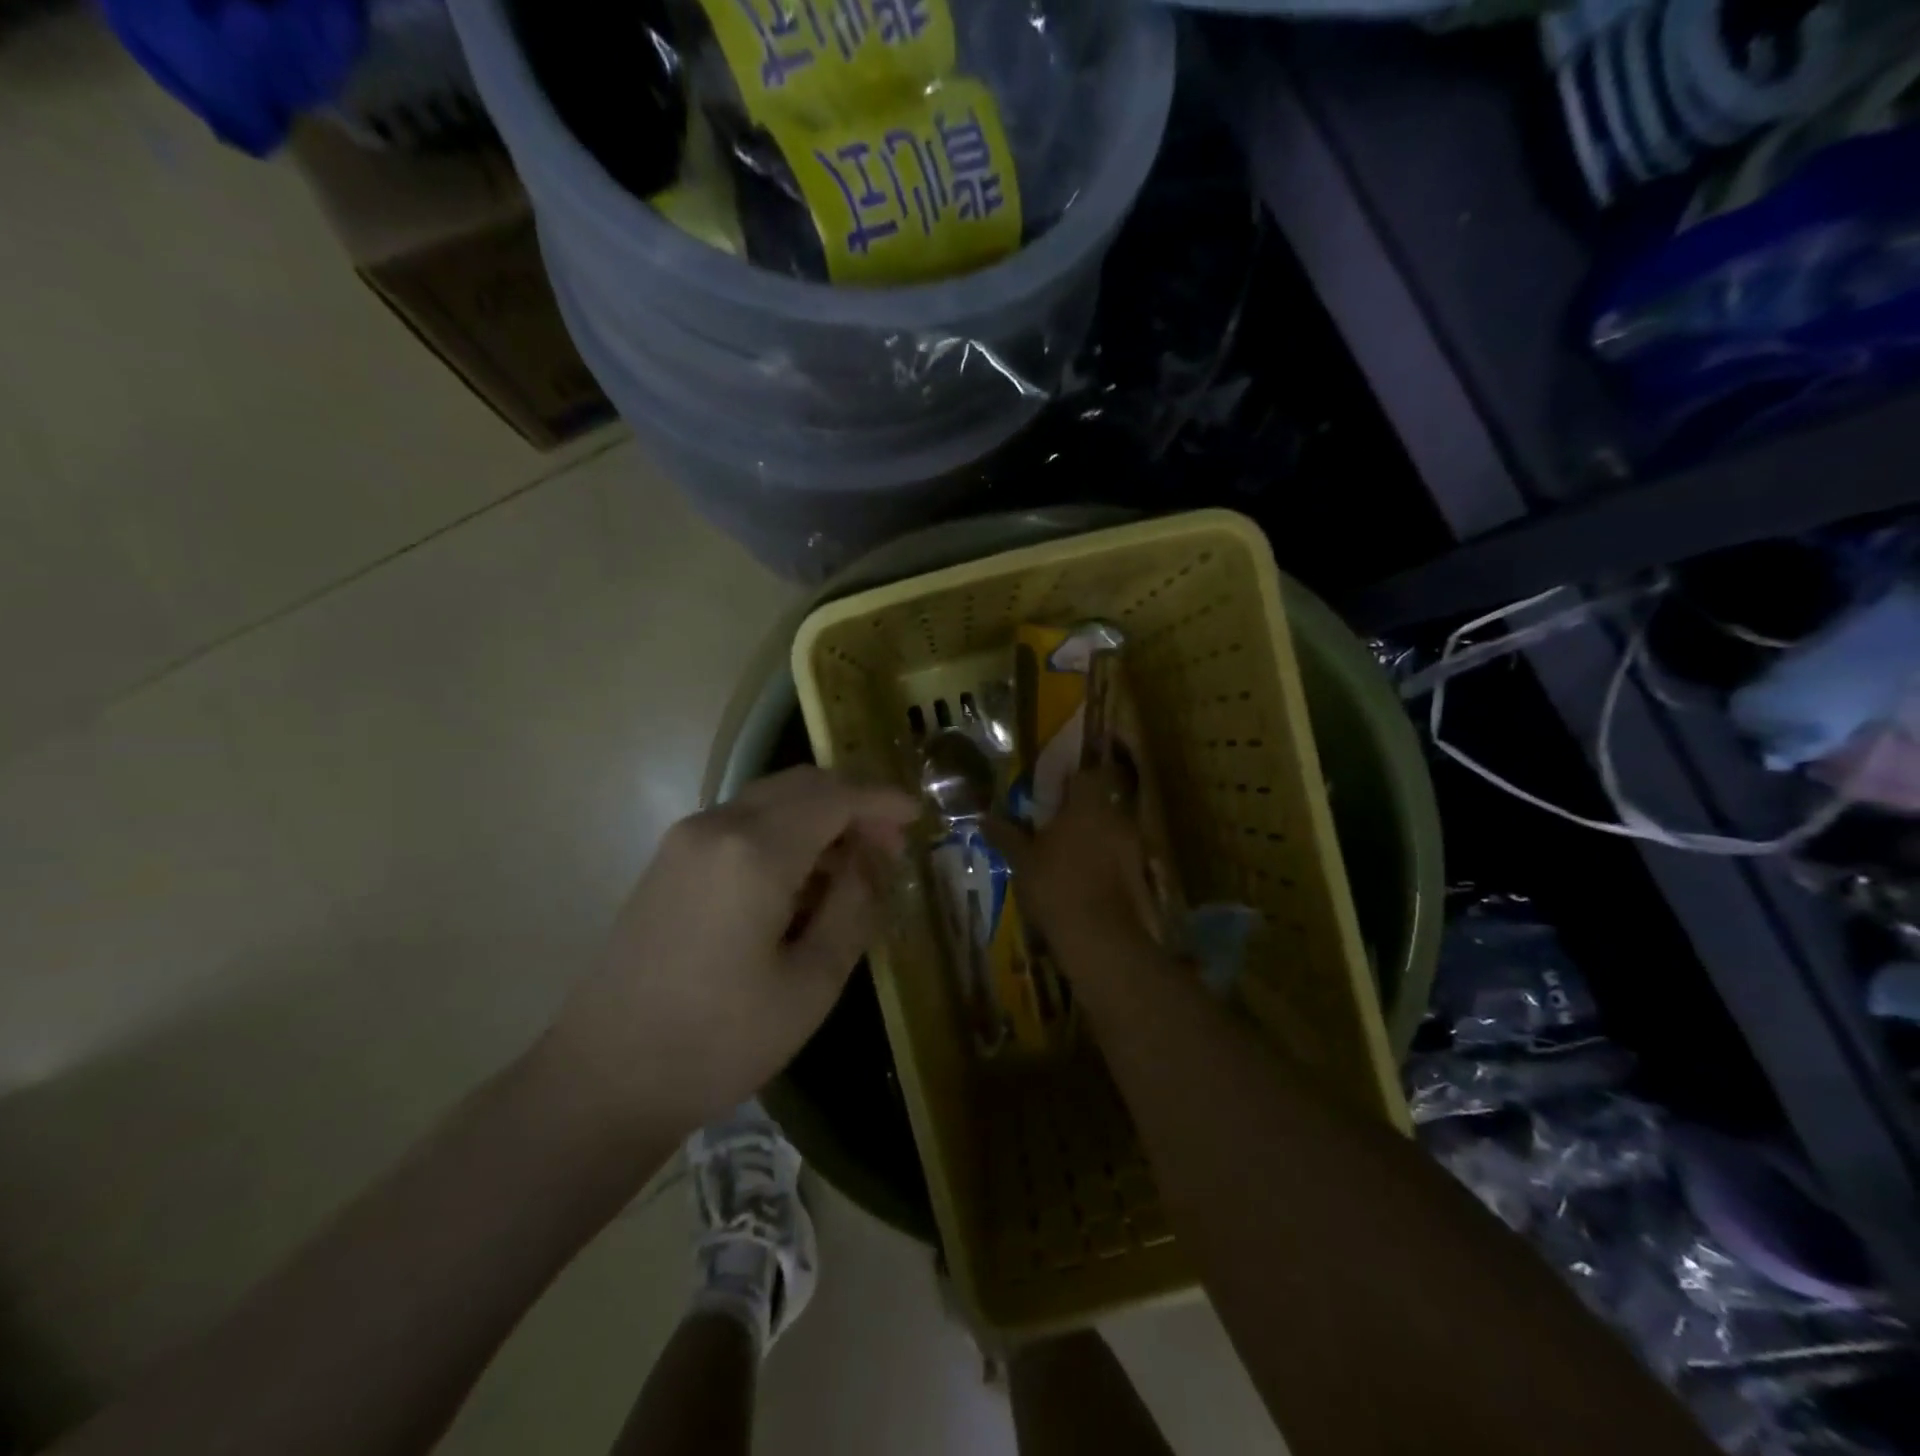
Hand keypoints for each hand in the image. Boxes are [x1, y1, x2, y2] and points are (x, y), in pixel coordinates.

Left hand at [549, 768, 917, 1134]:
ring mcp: (685, 840)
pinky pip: (742, 823)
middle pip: (801, 785)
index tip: (917, 816)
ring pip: (771, 800)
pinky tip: (802, 879)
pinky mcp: (670, 861)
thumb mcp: (811, 982)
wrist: (602, 1080)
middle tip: (889, 846)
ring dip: (819, 817)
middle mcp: (716, 825)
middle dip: (852, 803)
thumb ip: (854, 905)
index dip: (881, 799)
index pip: (834, 796)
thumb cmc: (719, 1041)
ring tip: (853, 866)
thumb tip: (874, 857)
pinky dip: (785, 833)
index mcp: (754, 850)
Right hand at [990, 766, 1156, 956]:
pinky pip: (1119, 857)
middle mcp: (1116, 818)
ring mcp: (1133, 847)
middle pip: (1100, 802)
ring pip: (1110, 830)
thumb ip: (1006, 835)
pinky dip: (1104, 862)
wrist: (1100, 939)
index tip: (1052, 790)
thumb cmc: (1056, 887)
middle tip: (1054, 825)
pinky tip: (1083, 880)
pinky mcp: (1141, 875)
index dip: (1069, 779)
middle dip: (1079, 811)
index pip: (1085, 774)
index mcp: (1088, 804)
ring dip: (1092, 838)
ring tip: (1066, 855)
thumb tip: (984, 818)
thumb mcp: (1022, 861)